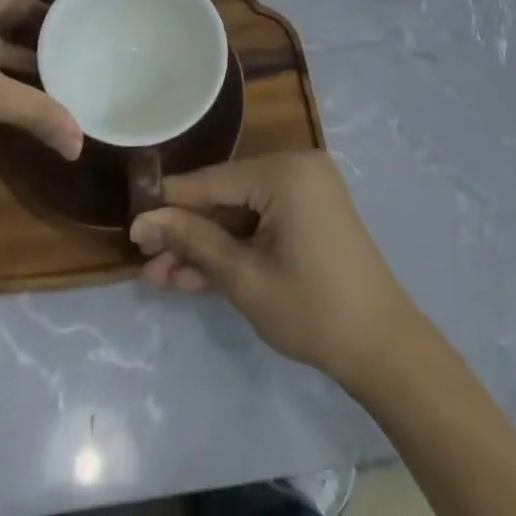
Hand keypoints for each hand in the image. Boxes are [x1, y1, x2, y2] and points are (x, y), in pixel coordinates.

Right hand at [129, 151, 422, 388]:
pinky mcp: (310, 212)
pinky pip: (261, 221)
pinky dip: (235, 247)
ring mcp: (305, 189)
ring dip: (206, 246)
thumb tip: (142, 223)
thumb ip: (194, 242)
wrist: (384, 349)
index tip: (131, 222)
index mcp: (284, 171)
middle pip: (225, 197)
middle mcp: (295, 167)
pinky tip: (196, 275)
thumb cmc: (313, 310)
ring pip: (240, 213)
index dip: (169, 204)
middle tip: (146, 263)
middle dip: (186, 234)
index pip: (212, 182)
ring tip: (162, 278)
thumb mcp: (244, 278)